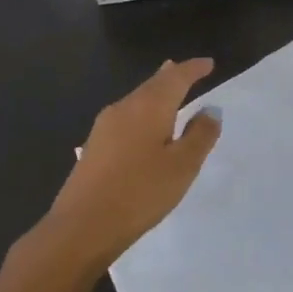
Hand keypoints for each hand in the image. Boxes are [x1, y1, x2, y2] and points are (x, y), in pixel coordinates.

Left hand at [42, 59, 221, 268]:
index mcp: (149, 106)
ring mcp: (104, 126)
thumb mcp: (182, 166)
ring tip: (169, 90)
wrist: (81, 227)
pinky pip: (126, 116)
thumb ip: (200, 135)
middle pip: (153, 84)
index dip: (194, 69)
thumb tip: (211, 109)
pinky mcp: (95, 146)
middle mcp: (124, 107)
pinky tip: (145, 124)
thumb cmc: (140, 192)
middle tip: (189, 71)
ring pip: (137, 99)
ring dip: (156, 93)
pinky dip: (143, 111)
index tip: (209, 64)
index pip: (176, 77)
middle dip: (172, 76)